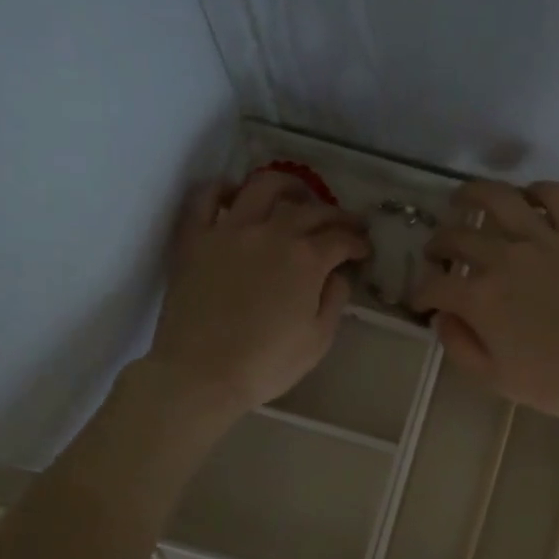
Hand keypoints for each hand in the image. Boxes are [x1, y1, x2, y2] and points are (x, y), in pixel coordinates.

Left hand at [146, 171, 369, 419]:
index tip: (363, 251)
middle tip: (344, 224)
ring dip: (287, 186)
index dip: (357, 242)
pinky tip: (235, 195)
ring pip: (262, 187)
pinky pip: (207, 198)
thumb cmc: (267, 363)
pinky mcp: (195, 238)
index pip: (341, 238)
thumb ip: (334, 300)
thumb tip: (337, 274)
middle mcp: (271, 232)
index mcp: (306, 259)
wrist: (202, 372)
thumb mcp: (318, 340)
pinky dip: (224, 189)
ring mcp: (230, 230)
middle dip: (335, 214)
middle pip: (310, 209)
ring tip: (296, 195)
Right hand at [410, 180, 558, 417]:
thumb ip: (460, 347)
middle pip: (457, 238)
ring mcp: (542, 240)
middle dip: (437, 246)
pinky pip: (553, 196)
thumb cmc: (557, 382)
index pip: (434, 286)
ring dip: (472, 194)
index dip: (420, 294)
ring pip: (498, 199)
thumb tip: (442, 319)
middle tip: (436, 254)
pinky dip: (535, 191)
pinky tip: (525, 198)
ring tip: (462, 198)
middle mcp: (503, 259)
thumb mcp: (496, 379)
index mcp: (480, 299)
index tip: (421, 302)